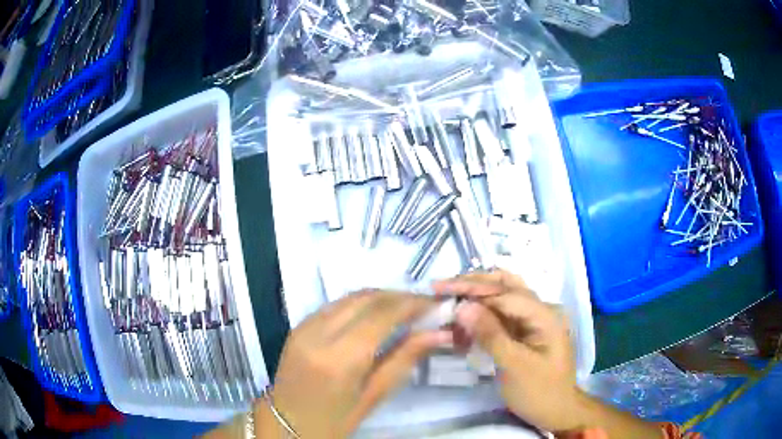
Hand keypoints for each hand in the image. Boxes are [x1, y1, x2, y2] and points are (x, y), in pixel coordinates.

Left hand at [269, 290, 452, 436]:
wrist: (286, 423)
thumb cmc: (334, 420)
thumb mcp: (373, 396)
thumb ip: (404, 359)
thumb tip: (438, 333)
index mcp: (340, 358)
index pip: (382, 314)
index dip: (412, 304)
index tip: (435, 304)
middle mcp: (319, 333)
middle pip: (366, 298)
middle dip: (398, 296)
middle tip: (423, 305)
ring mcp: (304, 326)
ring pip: (349, 297)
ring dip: (379, 297)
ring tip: (403, 308)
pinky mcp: (298, 325)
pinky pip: (334, 305)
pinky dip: (359, 304)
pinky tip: (374, 315)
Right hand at [434, 270, 583, 432]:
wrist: (557, 411)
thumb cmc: (539, 391)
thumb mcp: (514, 366)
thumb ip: (490, 335)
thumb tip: (463, 306)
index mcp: (544, 315)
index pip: (504, 293)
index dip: (472, 289)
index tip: (441, 291)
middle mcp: (540, 310)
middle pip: (505, 285)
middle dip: (473, 284)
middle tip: (441, 287)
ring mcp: (533, 320)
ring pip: (502, 296)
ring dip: (477, 294)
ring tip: (450, 294)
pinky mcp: (524, 332)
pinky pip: (501, 315)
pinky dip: (481, 313)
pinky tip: (464, 318)